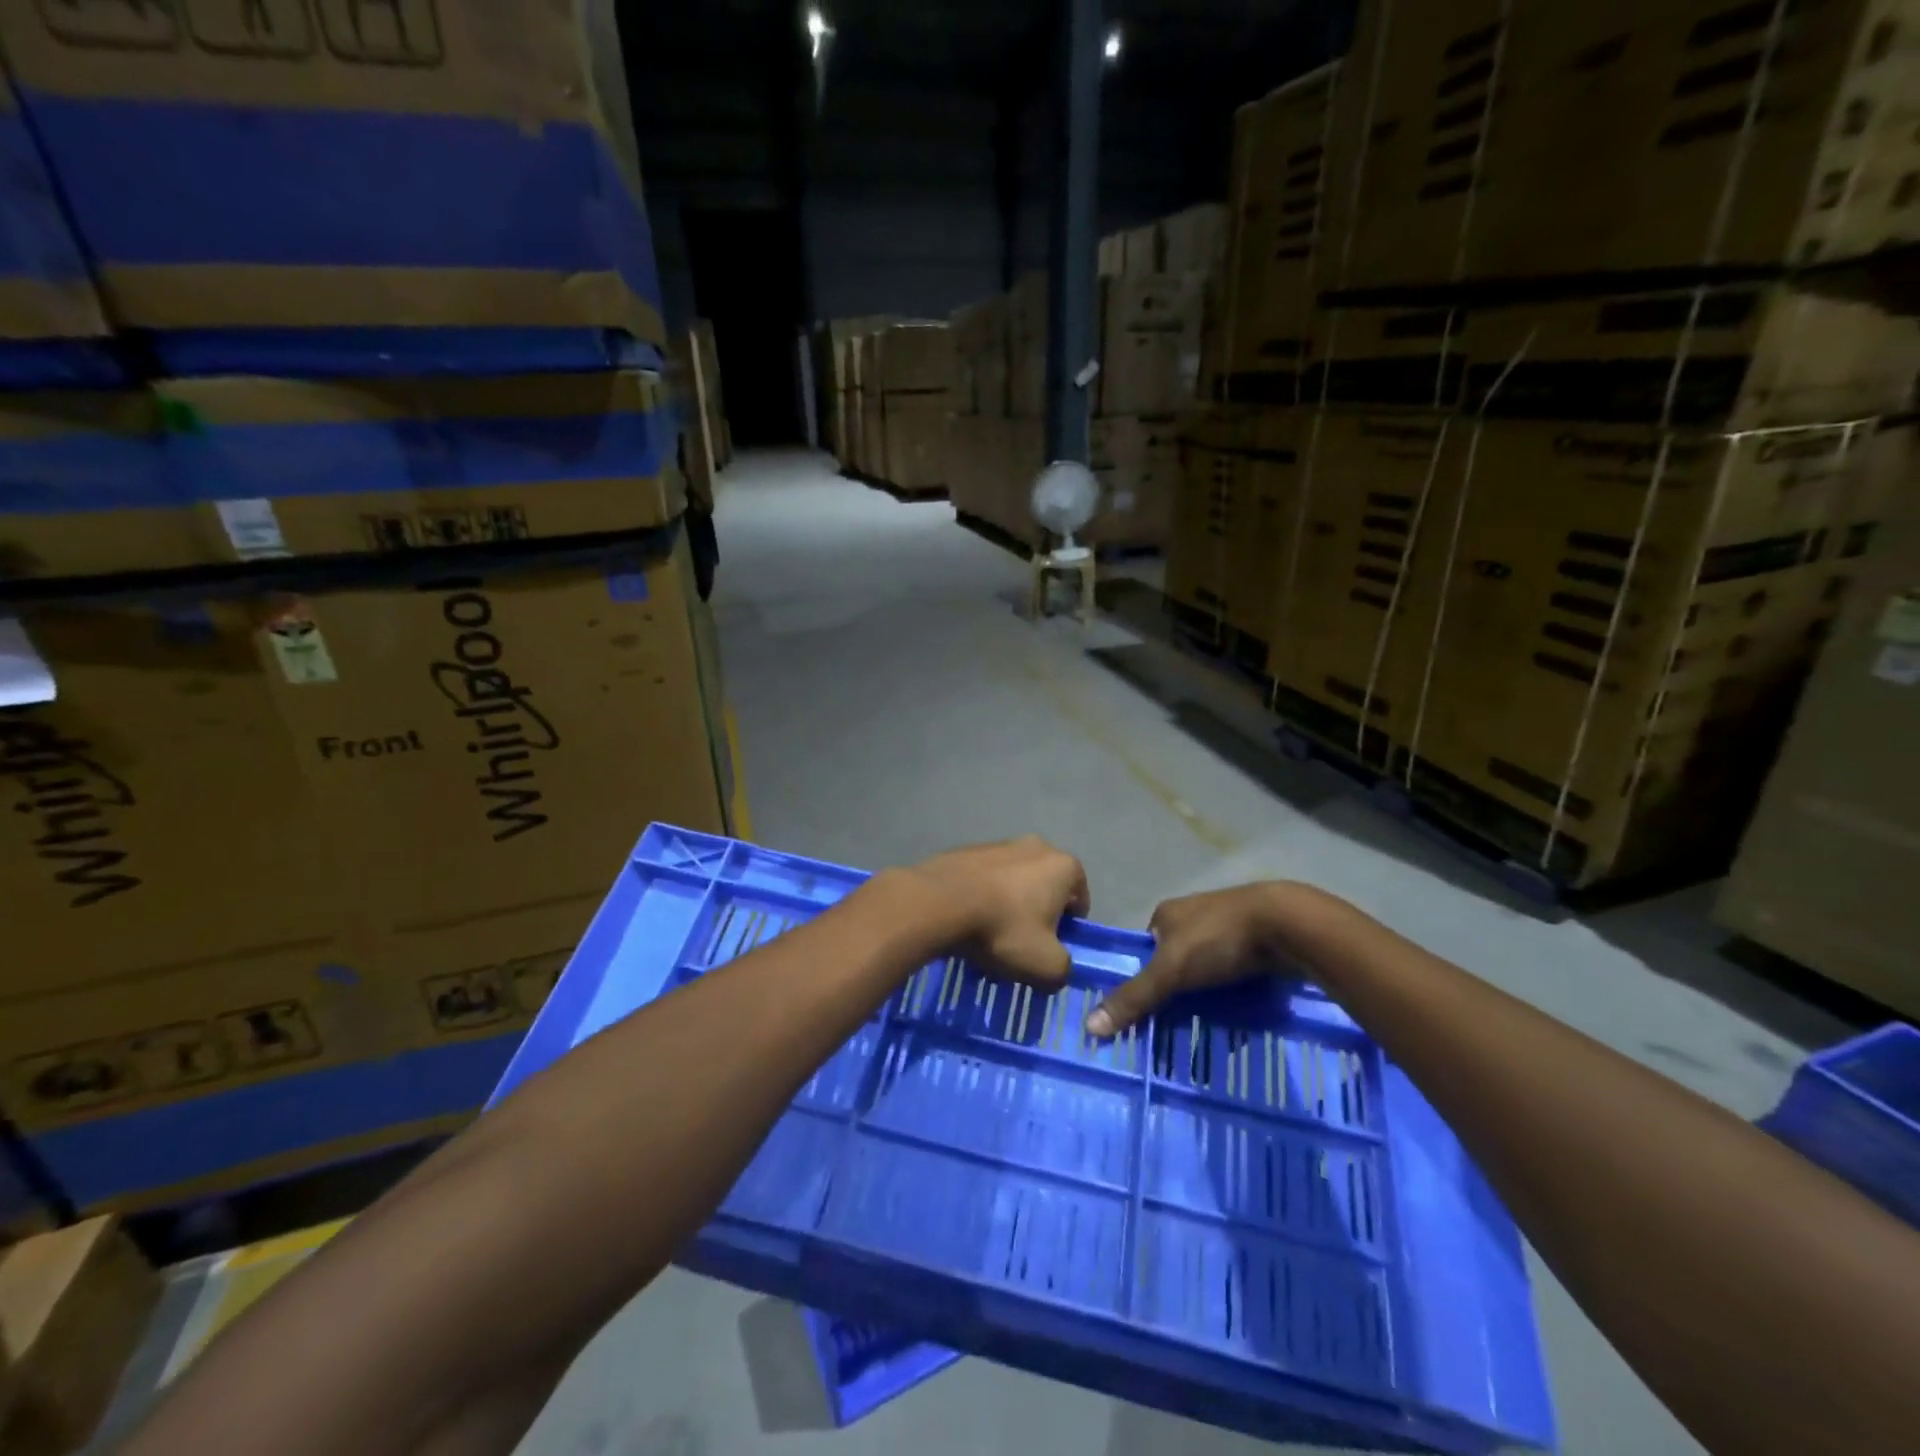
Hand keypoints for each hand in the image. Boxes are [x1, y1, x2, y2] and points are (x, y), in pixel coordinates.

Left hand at [897, 836, 1089, 989]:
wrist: (939, 903)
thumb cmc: (1003, 929)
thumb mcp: (1047, 966)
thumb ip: (1064, 969)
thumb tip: (1057, 967)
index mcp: (1063, 866)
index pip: (1079, 900)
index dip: (1068, 929)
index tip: (1049, 949)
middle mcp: (1036, 846)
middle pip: (1045, 889)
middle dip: (1036, 917)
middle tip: (1020, 946)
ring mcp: (999, 844)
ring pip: (1014, 884)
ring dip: (1008, 908)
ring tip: (988, 938)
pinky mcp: (968, 850)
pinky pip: (985, 880)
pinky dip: (982, 898)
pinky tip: (967, 922)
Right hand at [1086, 882, 1331, 1036]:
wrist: (1288, 925)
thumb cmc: (1219, 939)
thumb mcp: (1171, 970)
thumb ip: (1135, 997)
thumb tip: (1089, 1026)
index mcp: (1167, 913)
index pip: (1144, 949)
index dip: (1142, 978)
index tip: (1144, 1012)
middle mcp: (1194, 916)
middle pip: (1175, 960)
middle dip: (1176, 992)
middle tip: (1174, 1027)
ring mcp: (1227, 928)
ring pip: (1207, 969)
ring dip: (1206, 996)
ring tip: (1205, 1029)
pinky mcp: (1256, 942)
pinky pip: (1235, 974)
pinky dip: (1233, 994)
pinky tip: (1236, 1018)